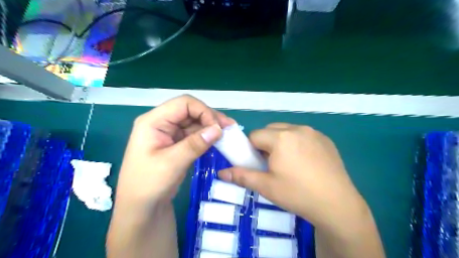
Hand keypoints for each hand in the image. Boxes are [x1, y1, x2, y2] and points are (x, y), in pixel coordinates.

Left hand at [117, 95, 234, 204]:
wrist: (141, 209)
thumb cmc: (148, 185)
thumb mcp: (172, 163)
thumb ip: (195, 144)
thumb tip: (219, 129)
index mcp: (153, 121)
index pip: (183, 104)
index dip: (203, 111)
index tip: (218, 127)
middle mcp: (161, 123)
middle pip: (190, 111)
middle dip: (210, 117)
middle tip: (230, 128)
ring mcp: (169, 134)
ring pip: (194, 122)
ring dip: (210, 127)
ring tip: (228, 134)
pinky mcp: (176, 144)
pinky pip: (194, 135)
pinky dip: (206, 137)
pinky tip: (218, 141)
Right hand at [218, 123, 365, 229]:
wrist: (337, 205)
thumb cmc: (297, 194)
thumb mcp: (266, 186)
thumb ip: (242, 176)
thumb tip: (221, 173)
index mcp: (281, 137)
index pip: (255, 136)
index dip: (252, 149)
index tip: (258, 163)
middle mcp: (297, 129)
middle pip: (271, 130)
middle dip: (266, 144)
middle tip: (272, 164)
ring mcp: (314, 133)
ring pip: (287, 131)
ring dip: (282, 142)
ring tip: (289, 163)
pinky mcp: (325, 139)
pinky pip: (303, 135)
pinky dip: (297, 143)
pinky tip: (305, 162)